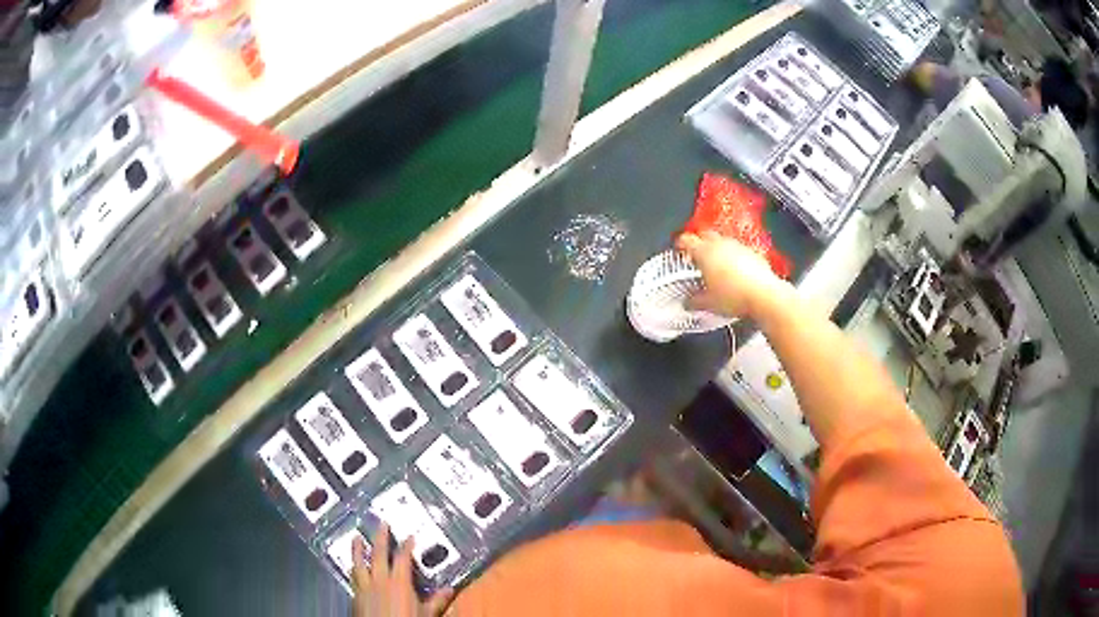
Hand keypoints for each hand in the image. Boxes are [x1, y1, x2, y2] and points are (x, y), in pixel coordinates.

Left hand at [352, 524, 453, 616]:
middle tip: (381, 524)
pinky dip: (353, 569)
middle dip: (380, 538)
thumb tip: (450, 590)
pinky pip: (353, 577)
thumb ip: (436, 601)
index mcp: (398, 582)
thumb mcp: (426, 614)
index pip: (402, 558)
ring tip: (356, 538)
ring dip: (357, 549)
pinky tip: (353, 567)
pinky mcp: (355, 596)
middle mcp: (379, 581)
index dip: (407, 546)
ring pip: (359, 563)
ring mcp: (364, 587)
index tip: (410, 537)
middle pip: (378, 554)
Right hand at [676, 231, 790, 319]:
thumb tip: (688, 303)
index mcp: (704, 252)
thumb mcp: (709, 303)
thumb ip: (695, 301)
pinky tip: (735, 271)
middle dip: (699, 243)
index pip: (686, 240)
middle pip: (705, 235)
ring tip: (716, 265)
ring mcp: (738, 246)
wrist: (764, 295)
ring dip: (717, 249)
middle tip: (696, 256)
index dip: (680, 244)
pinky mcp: (753, 252)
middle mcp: (721, 244)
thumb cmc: (733, 296)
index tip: (679, 249)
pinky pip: (739, 250)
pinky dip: (734, 257)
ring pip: (723, 241)